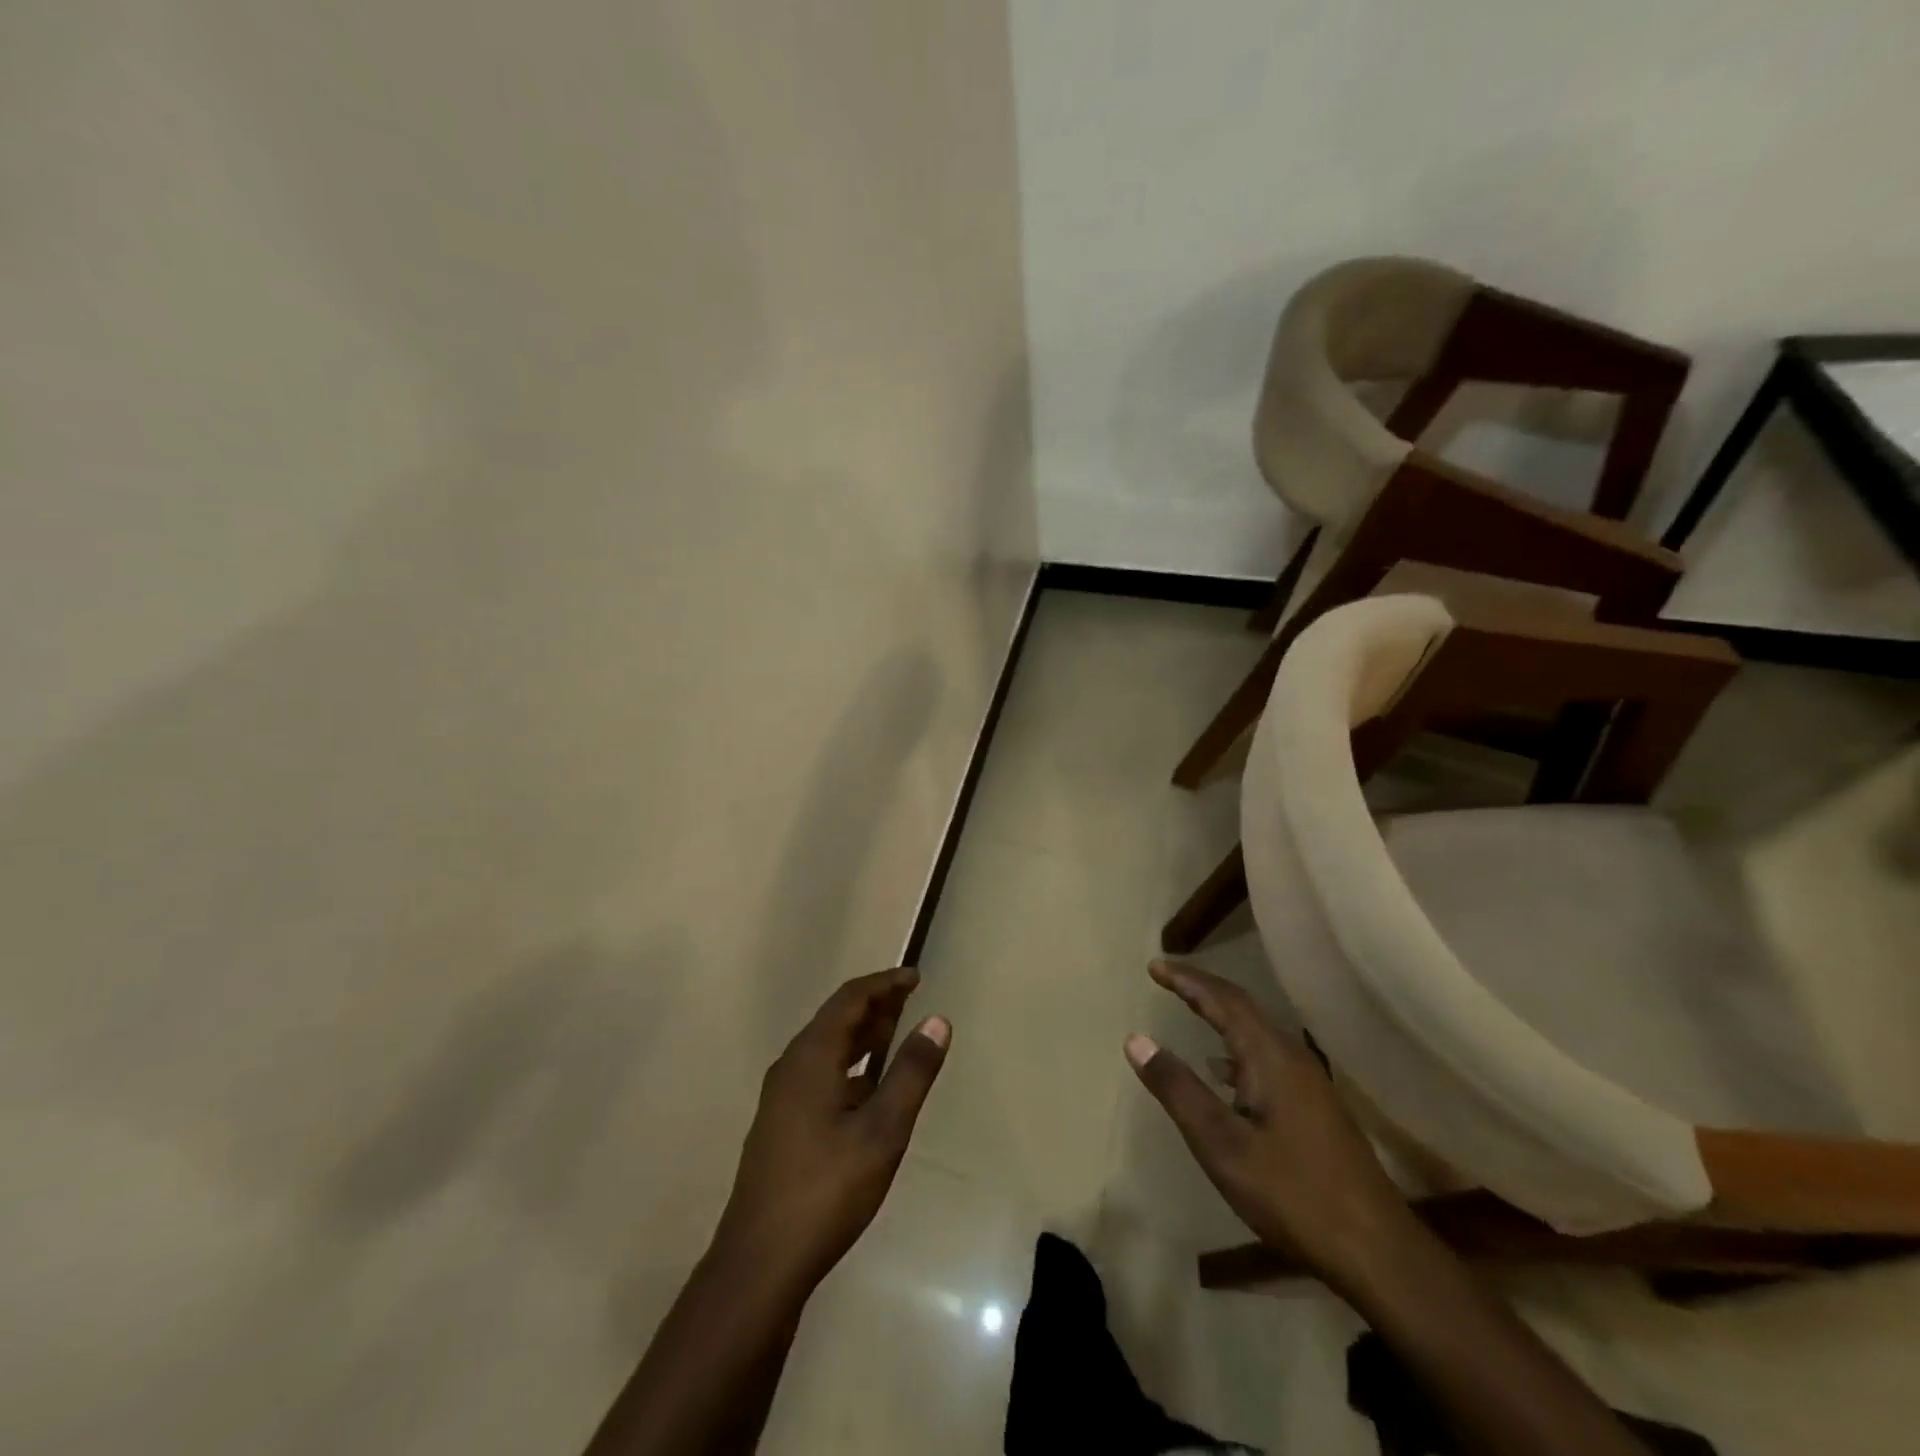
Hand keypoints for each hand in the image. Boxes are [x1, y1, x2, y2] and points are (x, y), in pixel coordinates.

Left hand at [714, 967, 949, 1290]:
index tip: (915, 977)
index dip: (884, 983)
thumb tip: (937, 1020)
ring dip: (860, 1036)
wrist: (760, 1263)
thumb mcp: (882, 1130)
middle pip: (835, 1020)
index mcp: (811, 1057)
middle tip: (910, 1000)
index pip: (849, 999)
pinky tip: (867, 1089)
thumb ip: (911, 1072)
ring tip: (894, 1034)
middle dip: (874, 1006)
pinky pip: (818, 1074)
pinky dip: (848, 1065)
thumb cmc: (827, 1189)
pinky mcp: (780, 1125)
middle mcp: (791, 1067)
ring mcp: (781, 1098)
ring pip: (825, 1049)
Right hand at [1125, 959, 1414, 1290]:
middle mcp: (1292, 1057)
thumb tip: (1136, 1039)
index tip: (1154, 966)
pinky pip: (1267, 1055)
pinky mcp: (1316, 1107)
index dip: (1186, 980)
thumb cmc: (1292, 1194)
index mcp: (1270, 1056)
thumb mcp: (1221, 1144)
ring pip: (1257, 1031)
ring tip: (1190, 1008)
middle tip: (1167, 976)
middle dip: (1203, 988)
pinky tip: (1223, 1071)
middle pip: (1243, 1007)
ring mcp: (1309, 1083)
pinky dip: (1237, 1046)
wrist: (1377, 1252)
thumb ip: (1178, 1089)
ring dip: (1221, 1014)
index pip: (1223, 1000)